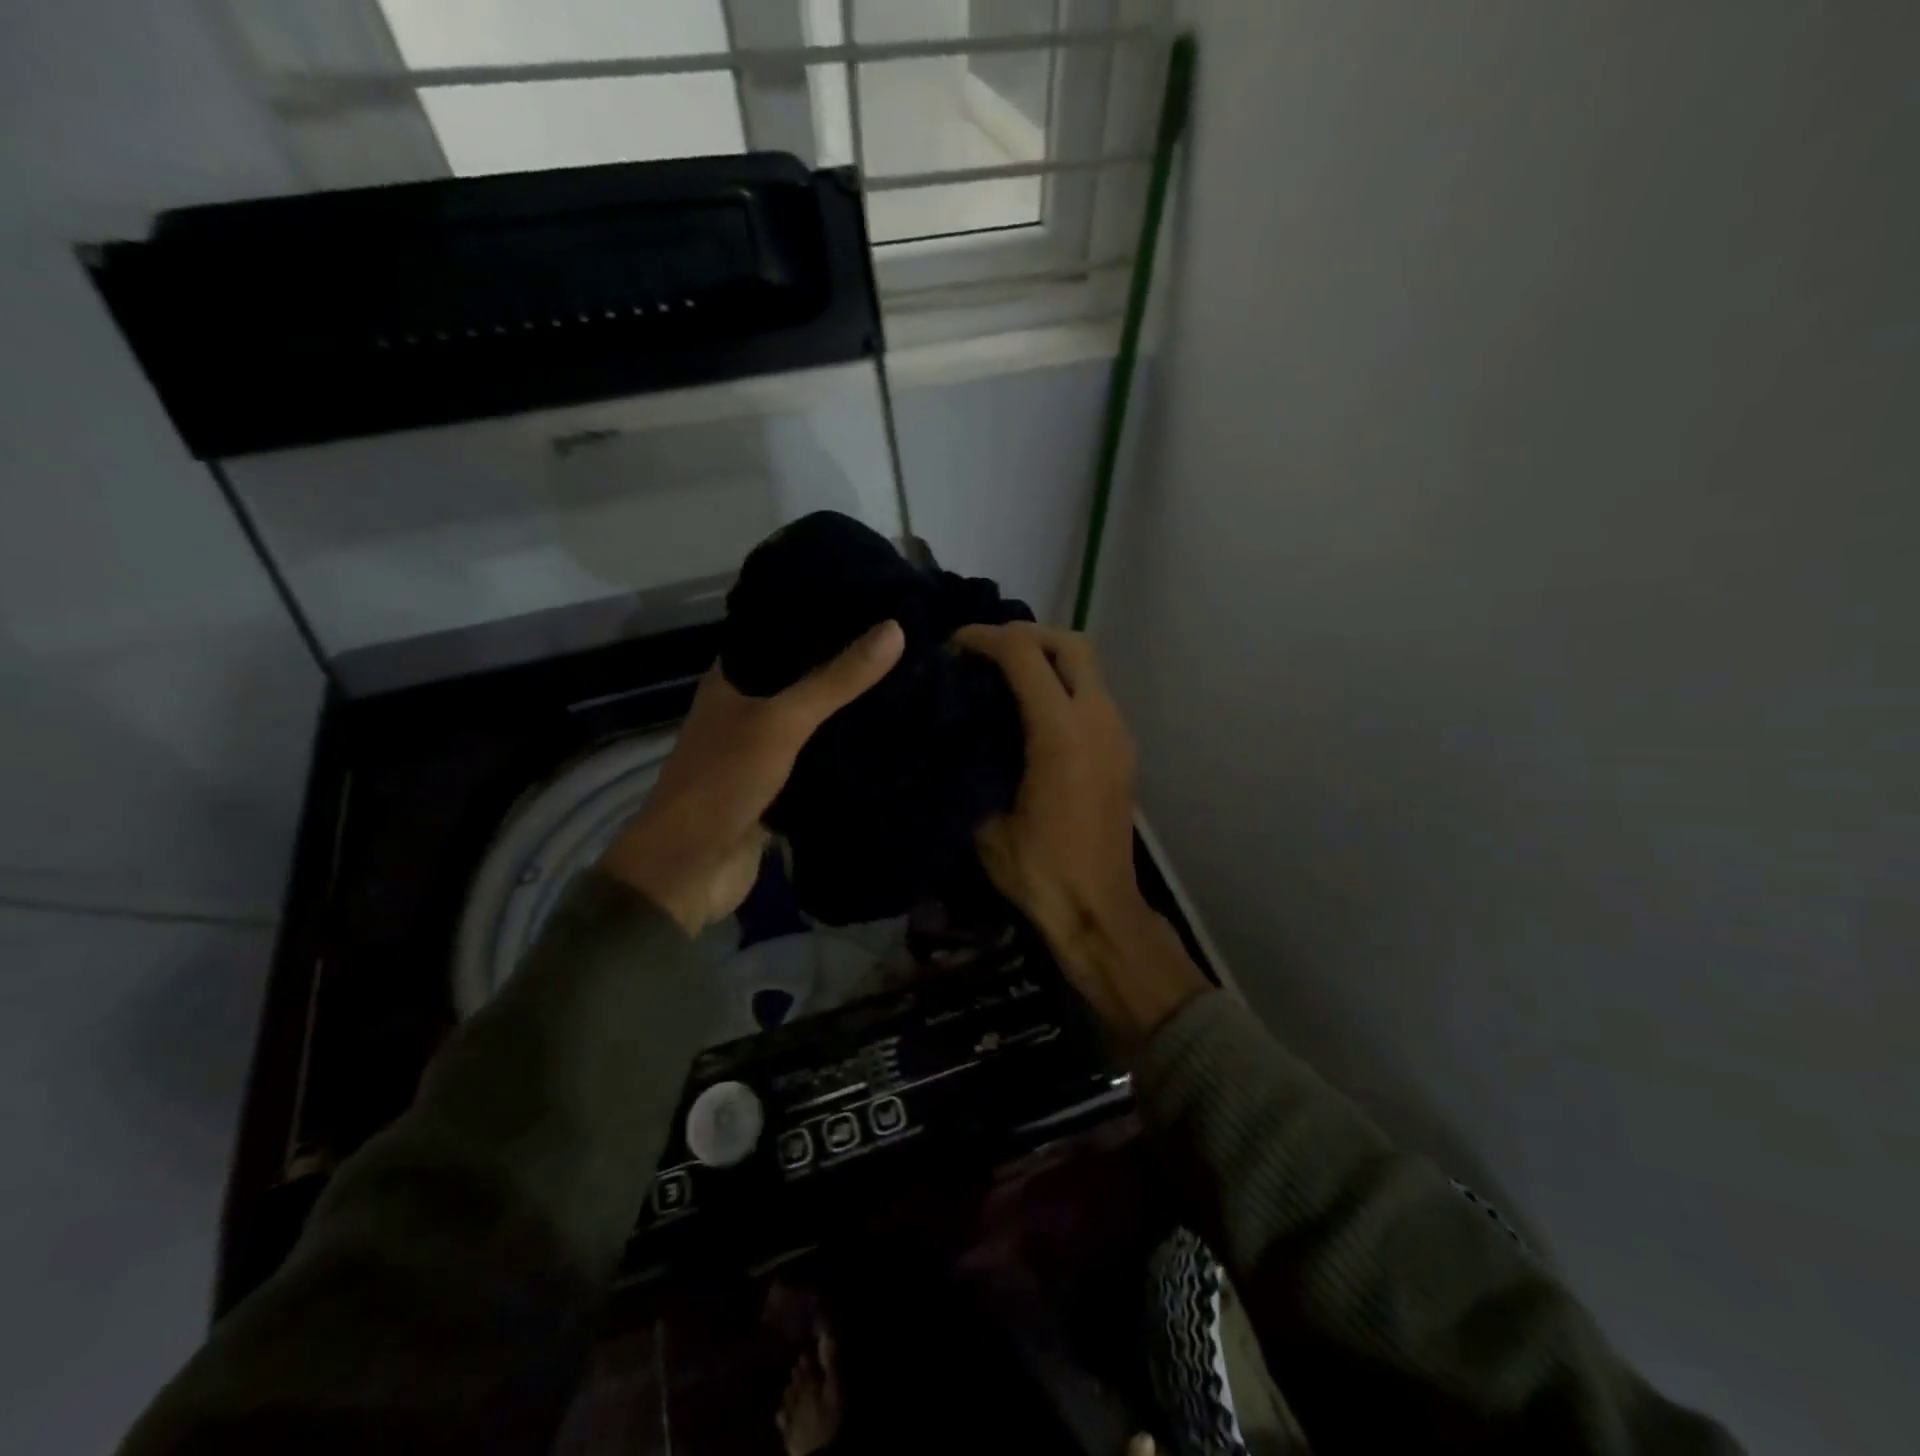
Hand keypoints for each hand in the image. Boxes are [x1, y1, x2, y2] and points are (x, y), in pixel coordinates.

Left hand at [599, 621, 904, 934]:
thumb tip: (894, 629)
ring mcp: (761, 751)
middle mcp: (744, 710)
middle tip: (902, 642)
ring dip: (847, 710)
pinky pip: (818, 761)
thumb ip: (835, 680)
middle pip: (799, 678)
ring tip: (905, 681)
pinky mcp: (778, 789)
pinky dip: (845, 752)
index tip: (870, 602)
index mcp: (731, 681)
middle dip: (843, 665)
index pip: (778, 634)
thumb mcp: (781, 722)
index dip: (818, 616)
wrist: (689, 870)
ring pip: (811, 722)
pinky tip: (886, 738)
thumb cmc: (723, 782)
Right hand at [954, 623, 1207, 1047]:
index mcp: (1061, 733)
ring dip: (1048, 659)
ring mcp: (1117, 734)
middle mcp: (1098, 721)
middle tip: (987, 652)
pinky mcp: (1123, 751)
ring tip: (1004, 676)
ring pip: (1088, 667)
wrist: (1098, 911)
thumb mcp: (985, 821)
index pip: (1024, 654)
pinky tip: (1032, 711)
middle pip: (1070, 643)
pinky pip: (1094, 695)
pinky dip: (1063, 685)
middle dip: (1026, 635)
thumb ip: (972, 766)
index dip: (985, 638)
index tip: (954, 646)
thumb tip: (953, 734)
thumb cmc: (1038, 871)